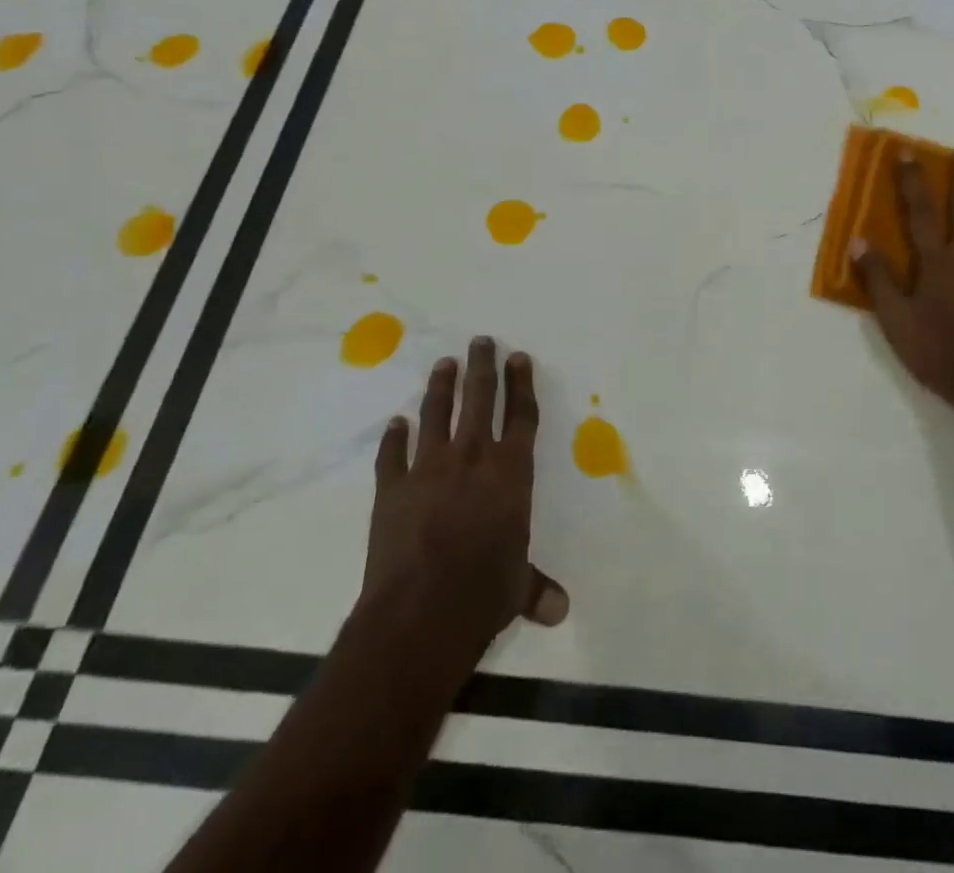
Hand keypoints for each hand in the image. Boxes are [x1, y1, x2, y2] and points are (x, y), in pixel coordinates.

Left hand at [358, 337, 568, 661]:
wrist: (420, 611)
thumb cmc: (483, 593)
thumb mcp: (518, 589)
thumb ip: (536, 589)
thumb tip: (561, 610)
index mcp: (511, 473)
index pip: (521, 416)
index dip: (521, 384)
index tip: (518, 357)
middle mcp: (472, 458)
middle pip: (480, 399)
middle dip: (482, 367)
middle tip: (481, 341)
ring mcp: (429, 468)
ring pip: (437, 414)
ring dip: (441, 387)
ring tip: (443, 364)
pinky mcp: (392, 488)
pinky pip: (393, 454)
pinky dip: (394, 437)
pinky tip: (395, 424)